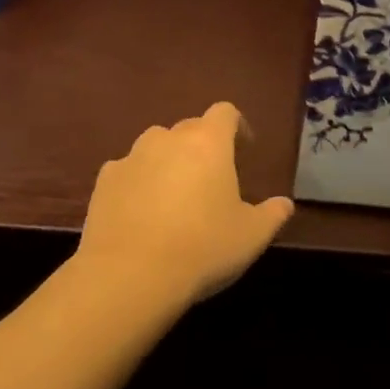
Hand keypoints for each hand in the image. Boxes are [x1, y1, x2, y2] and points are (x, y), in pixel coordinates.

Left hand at [74, 102, 294, 310]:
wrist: (129, 276)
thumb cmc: (202, 248)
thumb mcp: (251, 236)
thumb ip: (272, 214)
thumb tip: (285, 204)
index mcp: (209, 142)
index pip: (225, 112)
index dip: (237, 126)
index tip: (244, 149)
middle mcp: (168, 138)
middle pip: (190, 128)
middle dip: (202, 146)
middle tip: (211, 179)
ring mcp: (132, 157)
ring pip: (155, 146)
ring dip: (168, 161)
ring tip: (174, 195)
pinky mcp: (104, 181)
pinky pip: (127, 170)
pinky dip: (137, 182)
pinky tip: (141, 212)